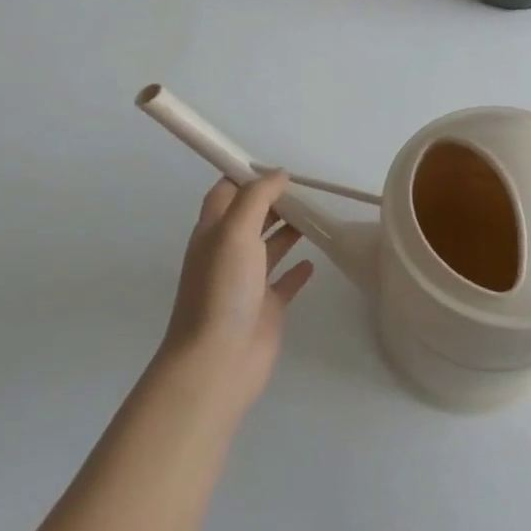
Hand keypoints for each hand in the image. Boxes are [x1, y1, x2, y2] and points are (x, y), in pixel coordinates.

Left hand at [155, 171, 314, 416]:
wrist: (218, 361)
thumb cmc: (222, 290)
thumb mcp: (235, 232)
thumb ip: (256, 198)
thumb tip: (278, 174)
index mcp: (213, 233)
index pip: (226, 194)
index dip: (247, 177)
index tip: (278, 169)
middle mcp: (227, 254)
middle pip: (250, 218)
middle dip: (274, 201)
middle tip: (306, 190)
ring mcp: (247, 282)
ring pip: (269, 247)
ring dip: (288, 230)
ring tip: (316, 215)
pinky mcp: (266, 308)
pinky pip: (284, 281)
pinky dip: (298, 269)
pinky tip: (314, 261)